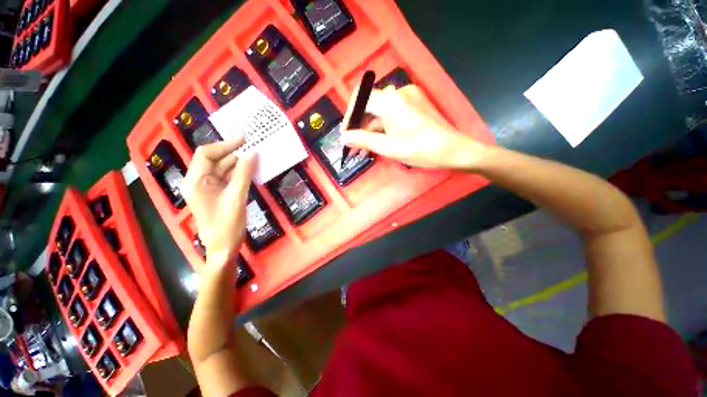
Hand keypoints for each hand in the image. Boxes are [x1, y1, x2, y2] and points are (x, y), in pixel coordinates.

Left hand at [181, 139, 257, 269]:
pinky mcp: (220, 195)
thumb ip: (244, 174)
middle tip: (255, 149)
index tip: (245, 140)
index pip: (206, 154)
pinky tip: (253, 171)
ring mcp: (210, 189)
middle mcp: (200, 182)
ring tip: (257, 159)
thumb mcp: (236, 197)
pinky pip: (230, 179)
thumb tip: (253, 153)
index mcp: (196, 181)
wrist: (224, 248)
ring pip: (224, 170)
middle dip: (234, 154)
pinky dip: (241, 174)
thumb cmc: (227, 225)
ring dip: (240, 164)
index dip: (225, 145)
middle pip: (216, 161)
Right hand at [341, 85, 486, 168]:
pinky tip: (378, 141)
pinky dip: (383, 126)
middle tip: (354, 145)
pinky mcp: (414, 104)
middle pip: (370, 105)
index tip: (346, 133)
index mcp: (391, 101)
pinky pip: (392, 113)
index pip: (361, 99)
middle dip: (359, 126)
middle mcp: (399, 92)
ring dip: (370, 128)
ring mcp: (408, 97)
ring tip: (364, 148)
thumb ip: (365, 140)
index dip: (350, 115)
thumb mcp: (390, 148)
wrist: (454, 150)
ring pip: (381, 111)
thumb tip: (344, 138)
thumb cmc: (422, 150)